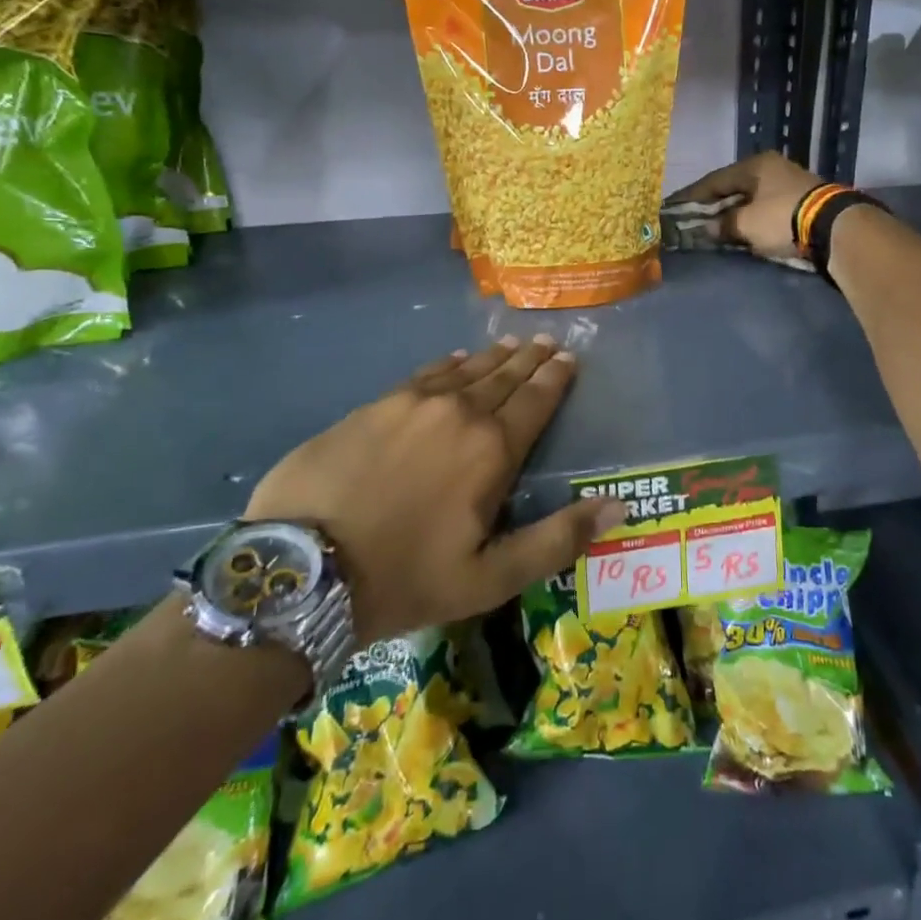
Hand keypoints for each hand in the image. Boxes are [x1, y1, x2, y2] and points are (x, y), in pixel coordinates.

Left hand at [244, 336, 622, 643]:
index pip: (535, 402)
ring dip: (492, 358)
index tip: (569, 358)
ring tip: (512, 344)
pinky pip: (422, 375)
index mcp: (491, 450)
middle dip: (529, 360)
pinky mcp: (372, 407)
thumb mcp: (491, 578)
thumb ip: (557, 539)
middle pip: (503, 378)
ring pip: (464, 371)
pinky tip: (454, 359)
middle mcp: (457, 414)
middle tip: (548, 341)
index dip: (555, 379)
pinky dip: (446, 365)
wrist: (302, 569)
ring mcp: (410, 404)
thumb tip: (618, 506)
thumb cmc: (406, 578)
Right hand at [665, 152, 824, 262]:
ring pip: (750, 197)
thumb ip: (723, 224)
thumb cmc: (782, 217)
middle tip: (693, 217)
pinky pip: (765, 207)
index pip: (714, 180)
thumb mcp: (746, 223)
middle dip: (713, 204)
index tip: (674, 207)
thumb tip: (707, 228)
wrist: (833, 226)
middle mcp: (771, 167)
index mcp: (754, 165)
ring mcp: (788, 182)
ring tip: (715, 226)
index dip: (692, 196)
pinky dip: (751, 217)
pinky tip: (742, 228)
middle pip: (733, 187)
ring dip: (733, 212)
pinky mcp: (800, 200)